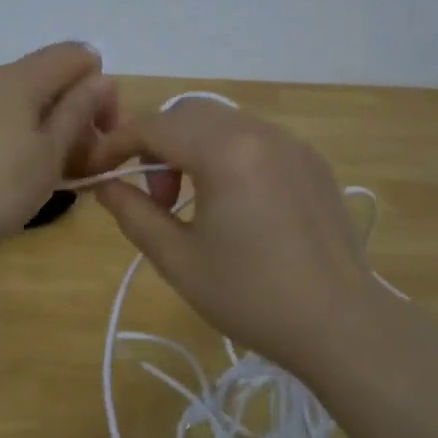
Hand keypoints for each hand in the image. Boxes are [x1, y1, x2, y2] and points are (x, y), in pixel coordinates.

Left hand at [0, 43, 117, 257]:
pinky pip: (2, 119)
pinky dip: (22, 140)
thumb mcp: (47, 155)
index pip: (79, 56)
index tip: (102, 137)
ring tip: (52, 178)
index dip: (102, 91)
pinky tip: (17, 177)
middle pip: (52, 80)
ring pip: (27, 103)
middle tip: (83, 168)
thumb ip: (78, 113)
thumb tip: (103, 79)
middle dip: (78, 116)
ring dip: (51, 133)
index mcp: (22, 77)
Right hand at [86, 99, 402, 377]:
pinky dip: (226, 155)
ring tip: (191, 203)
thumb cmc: (251, 296)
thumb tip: (106, 186)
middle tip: (156, 198)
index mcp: (225, 152)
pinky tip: (233, 204)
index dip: (116, 144)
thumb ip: (134, 214)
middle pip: (188, 114)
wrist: (340, 324)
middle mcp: (260, 133)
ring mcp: (292, 144)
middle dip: (156, 144)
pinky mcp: (312, 163)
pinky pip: (255, 140)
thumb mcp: (178, 260)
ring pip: (223, 123)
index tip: (96, 171)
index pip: (154, 127)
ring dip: (191, 149)